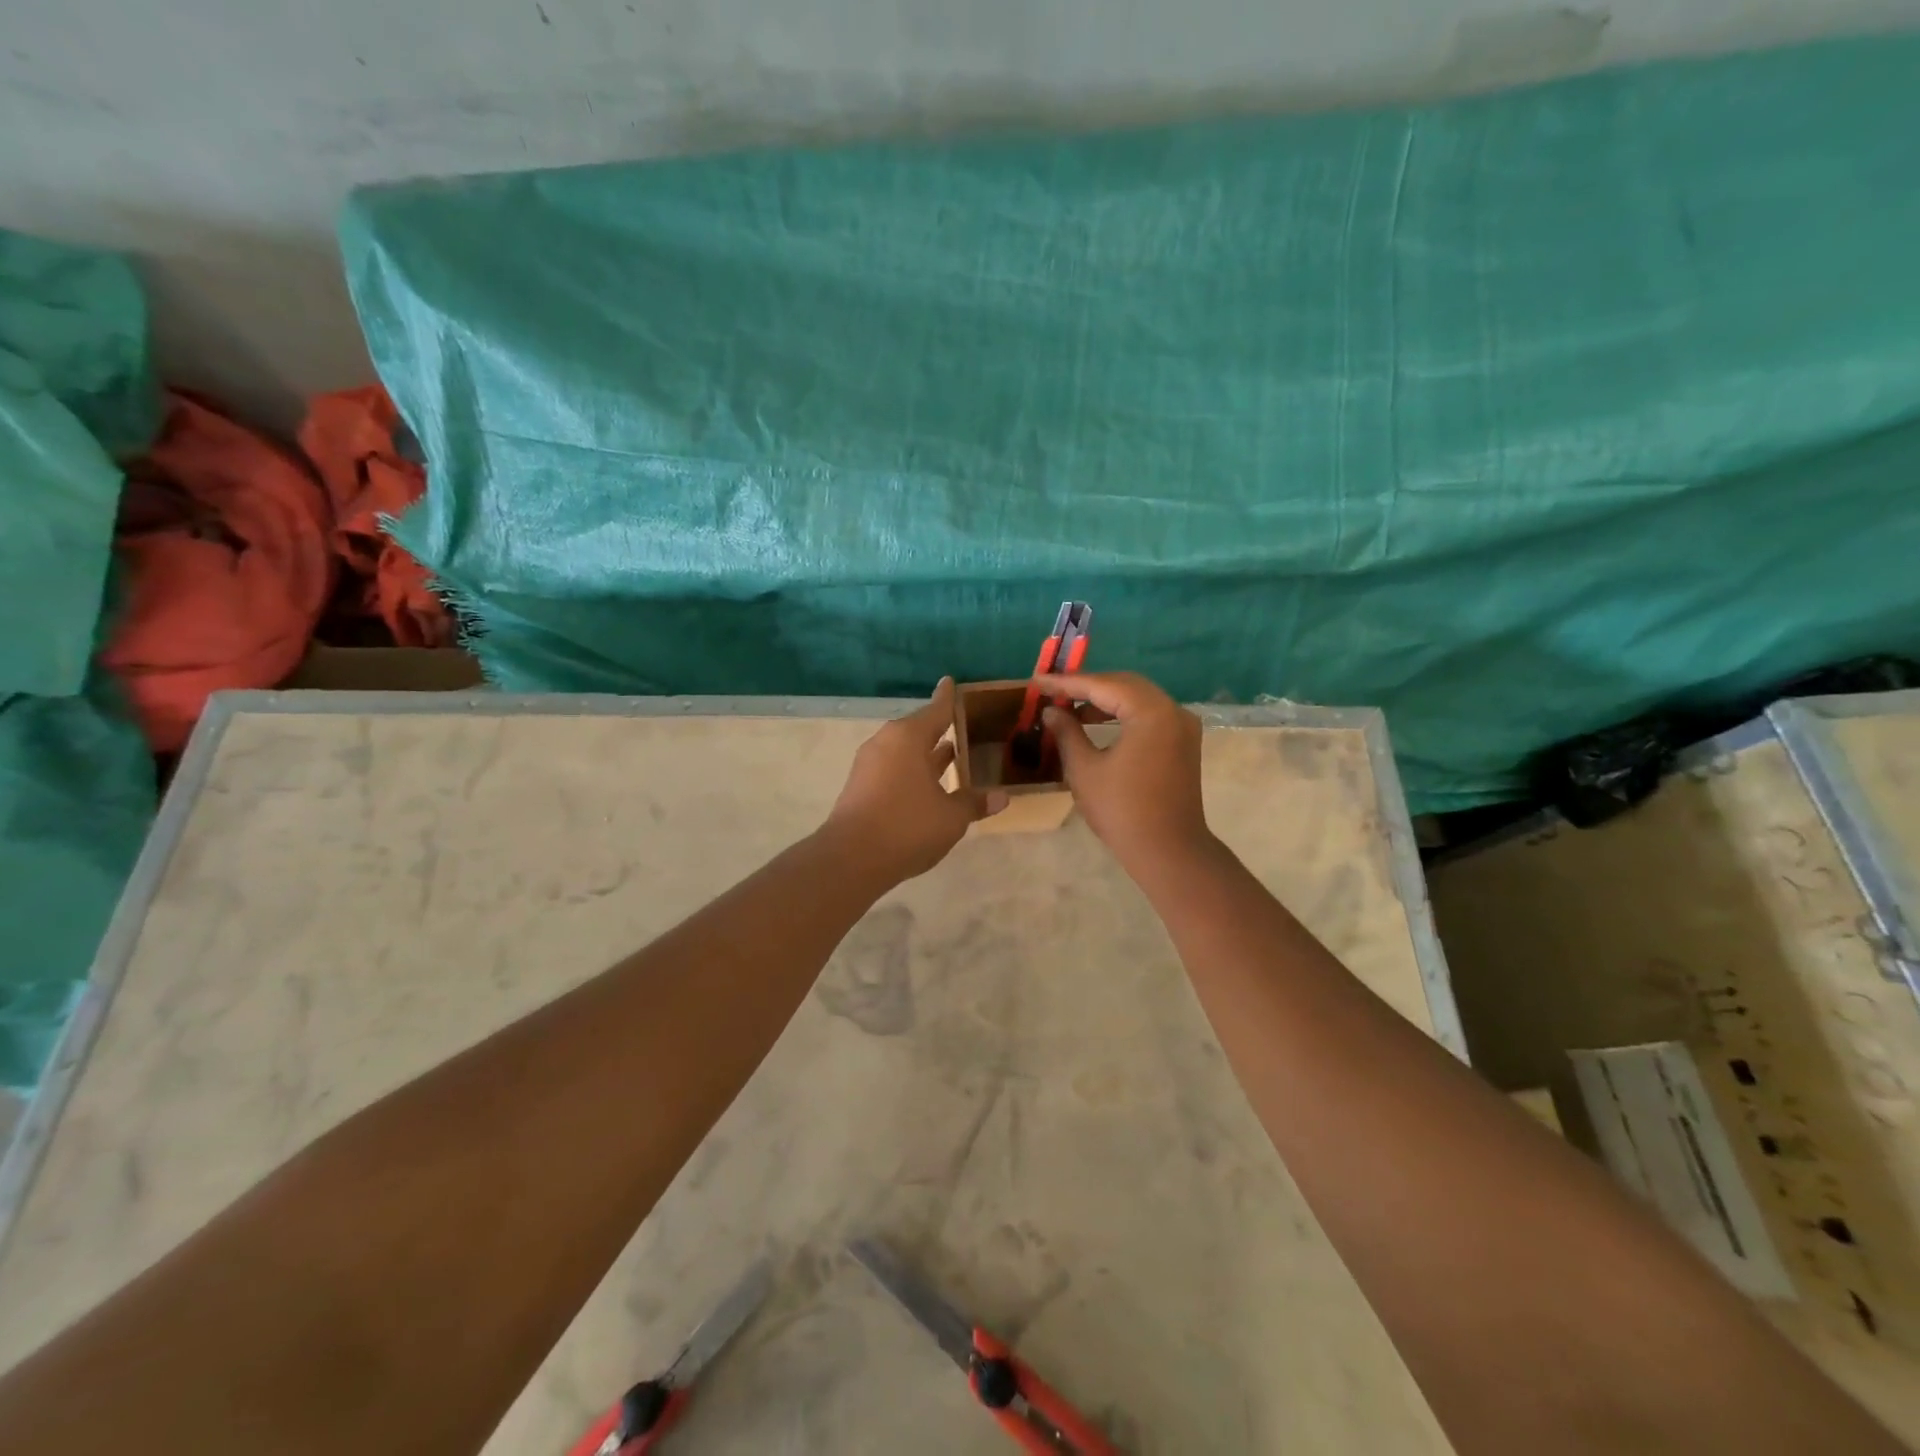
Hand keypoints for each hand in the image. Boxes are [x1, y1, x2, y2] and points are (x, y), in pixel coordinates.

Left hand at [823, 679, 1006, 883]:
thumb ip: (974, 803)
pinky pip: (893, 768)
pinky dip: (912, 771)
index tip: (950, 682)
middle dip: (940, 730)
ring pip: (905, 751)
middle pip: (918, 730)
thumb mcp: (951, 817)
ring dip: (926, 754)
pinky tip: (928, 785)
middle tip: (962, 727)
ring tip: (951, 754)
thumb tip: (1001, 797)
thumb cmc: (907, 826)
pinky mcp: (860, 786)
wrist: (851, 858)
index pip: (936, 710)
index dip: (948, 698)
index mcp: (909, 737)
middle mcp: (887, 743)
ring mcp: (869, 764)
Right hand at [1037, 672, 1212, 875]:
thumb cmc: (1122, 810)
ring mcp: (1183, 726)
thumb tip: (1052, 711)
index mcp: (1151, 712)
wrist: (1168, 851)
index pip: (1103, 685)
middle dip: (1087, 686)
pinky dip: (1123, 714)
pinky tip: (1097, 722)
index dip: (1067, 683)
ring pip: (1138, 698)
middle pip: (1125, 685)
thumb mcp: (1084, 769)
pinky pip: (1149, 715)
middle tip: (1054, 691)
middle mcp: (1173, 710)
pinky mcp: (1183, 743)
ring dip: (1105, 700)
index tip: (1038, 681)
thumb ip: (1067, 732)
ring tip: (1070, 708)